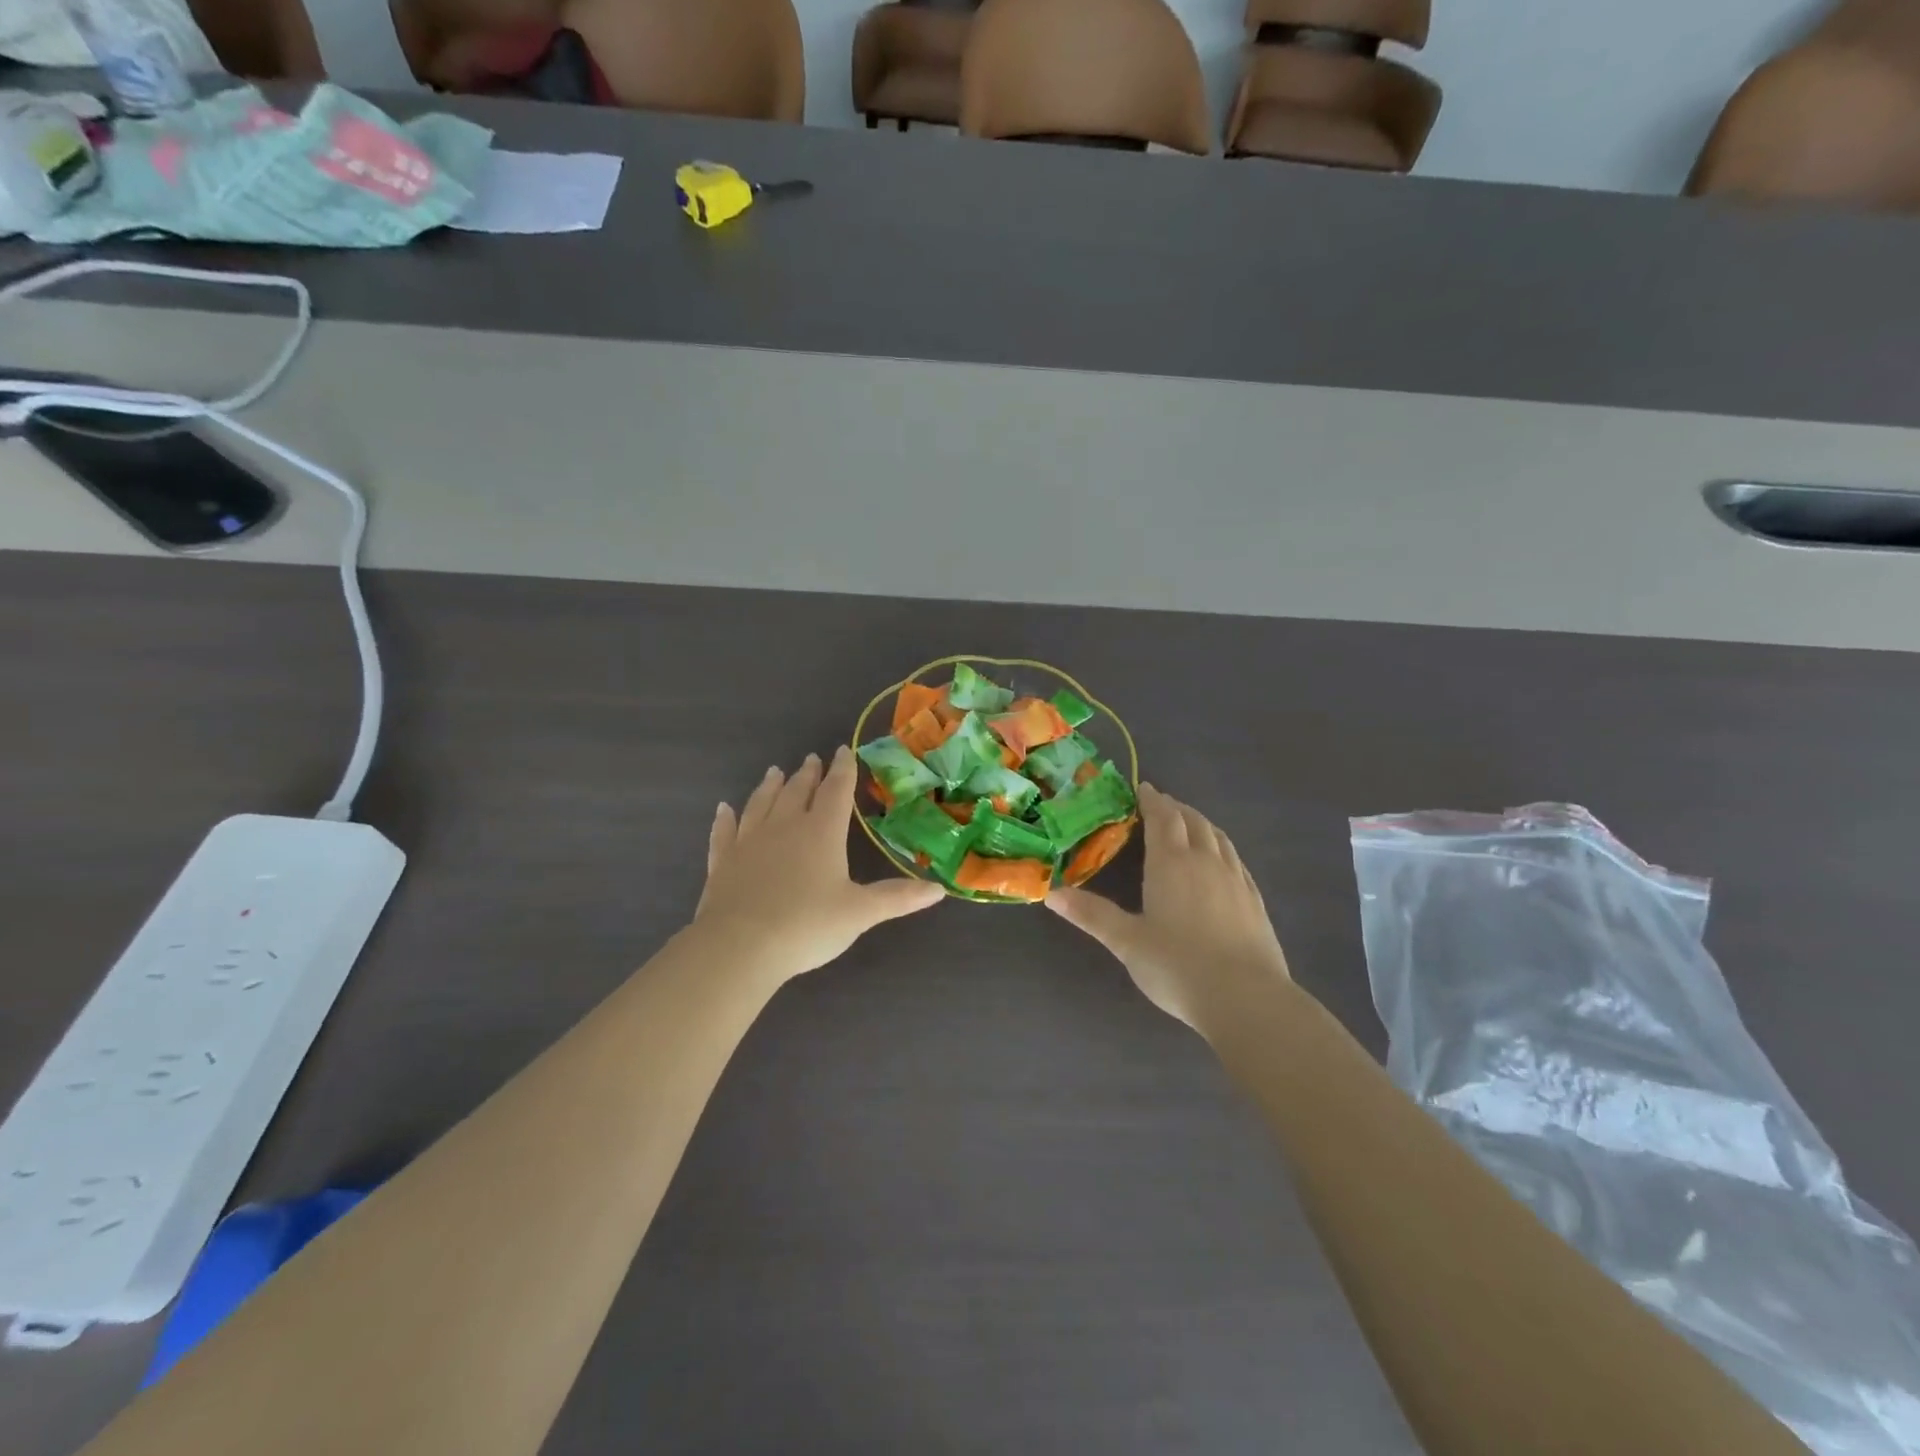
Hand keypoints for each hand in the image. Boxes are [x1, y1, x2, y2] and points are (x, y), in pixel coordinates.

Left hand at [695, 745, 943, 982]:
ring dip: (770, 786)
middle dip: (808, 774)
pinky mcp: (722, 861)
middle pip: (798, 791)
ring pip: (761, 803)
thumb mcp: (860, 913)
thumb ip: (897, 898)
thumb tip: (940, 889)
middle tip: (811, 759)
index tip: (843, 750)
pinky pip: (724, 831)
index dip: (843, 770)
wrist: (740, 946)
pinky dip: (725, 818)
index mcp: (821, 832)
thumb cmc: (807, 925)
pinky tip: (723, 808)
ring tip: (775, 771)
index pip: (836, 791)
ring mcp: (749, 841)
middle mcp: (785, 826)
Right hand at [1047, 784, 1289, 1029]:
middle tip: (1160, 805)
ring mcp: (1235, 879)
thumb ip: (1091, 915)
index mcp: (1171, 862)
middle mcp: (1206, 861)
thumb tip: (1051, 894)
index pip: (1163, 817)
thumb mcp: (1126, 942)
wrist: (1247, 999)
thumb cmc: (1178, 966)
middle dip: (1175, 808)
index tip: (1142, 789)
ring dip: (1200, 823)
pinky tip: (1220, 861)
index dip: (1152, 800)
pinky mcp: (1255, 900)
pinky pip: (1236, 859)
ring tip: (1189, 824)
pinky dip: (1222, 847)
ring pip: (1218, 836)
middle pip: (1192, 821)